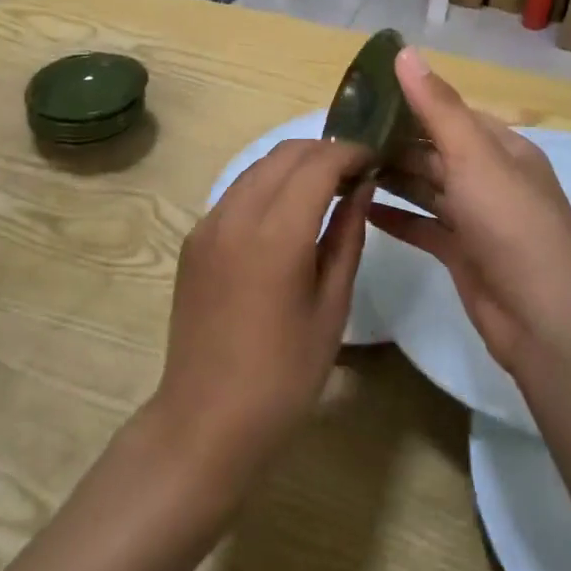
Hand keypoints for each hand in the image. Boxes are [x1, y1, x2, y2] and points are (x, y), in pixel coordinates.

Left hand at [149, 138, 371, 490]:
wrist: (206, 420)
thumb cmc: (284, 374)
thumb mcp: (332, 306)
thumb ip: (347, 236)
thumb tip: (361, 187)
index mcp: (276, 234)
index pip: (318, 163)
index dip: (351, 152)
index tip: (376, 158)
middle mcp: (236, 215)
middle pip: (285, 154)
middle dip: (325, 150)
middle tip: (356, 170)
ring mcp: (208, 224)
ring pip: (258, 167)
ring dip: (295, 164)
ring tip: (327, 187)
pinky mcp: (194, 240)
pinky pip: (237, 192)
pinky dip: (268, 185)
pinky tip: (288, 212)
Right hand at [369, 49, 570, 373]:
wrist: (545, 320)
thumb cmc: (511, 224)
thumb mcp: (474, 156)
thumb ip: (437, 107)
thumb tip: (405, 51)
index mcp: (503, 148)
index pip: (452, 113)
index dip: (412, 101)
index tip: (364, 95)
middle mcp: (492, 178)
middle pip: (437, 151)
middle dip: (395, 142)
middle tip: (343, 135)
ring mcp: (478, 218)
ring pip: (429, 188)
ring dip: (393, 177)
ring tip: (345, 167)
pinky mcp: (463, 254)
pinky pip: (424, 227)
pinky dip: (398, 218)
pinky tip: (363, 210)